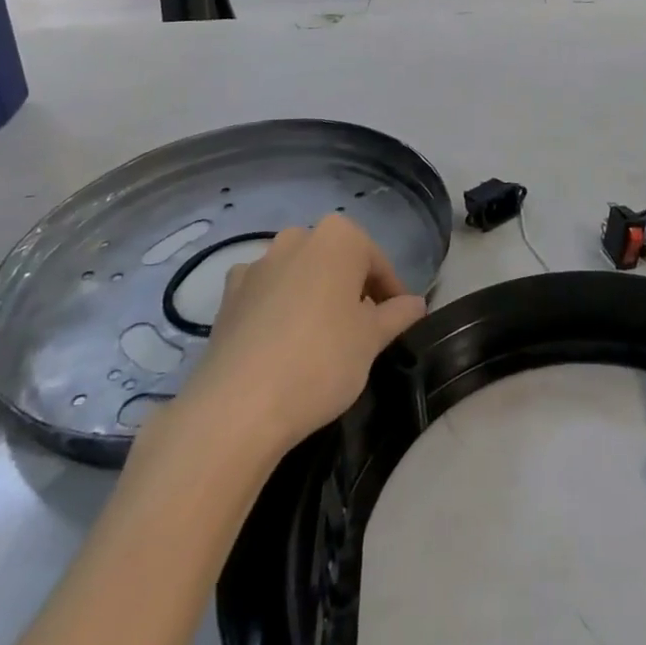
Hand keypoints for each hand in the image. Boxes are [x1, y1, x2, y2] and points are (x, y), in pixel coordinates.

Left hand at [145, 215, 427, 462]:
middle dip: (350, 290)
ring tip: (321, 340)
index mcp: (339, 237)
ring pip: (299, 275)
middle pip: (336, 262)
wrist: (238, 406)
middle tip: (362, 331)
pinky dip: (278, 309)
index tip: (396, 323)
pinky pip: (265, 293)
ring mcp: (258, 264)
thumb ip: (397, 315)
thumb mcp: (372, 339)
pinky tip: (281, 343)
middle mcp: (297, 238)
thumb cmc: (322, 360)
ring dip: (314, 297)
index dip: (390, 293)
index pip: (376, 262)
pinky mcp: (228, 295)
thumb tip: (417, 303)